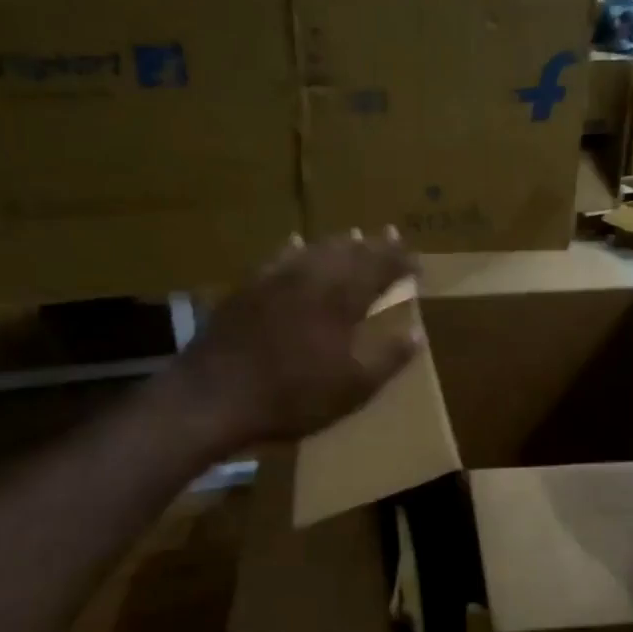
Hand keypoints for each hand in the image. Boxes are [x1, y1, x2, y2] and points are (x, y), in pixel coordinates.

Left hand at [175, 230, 419, 450]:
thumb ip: (387, 358)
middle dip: (374, 245)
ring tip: (353, 236)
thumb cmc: (293, 396)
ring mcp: (275, 279)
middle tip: (391, 235)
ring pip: (314, 250)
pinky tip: (295, 244)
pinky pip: (277, 259)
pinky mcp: (247, 289)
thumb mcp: (352, 388)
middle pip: (349, 252)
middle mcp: (311, 278)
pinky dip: (294, 250)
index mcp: (342, 299)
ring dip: (338, 243)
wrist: (215, 395)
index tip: (417, 262)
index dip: (401, 263)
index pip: (380, 269)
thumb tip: (416, 333)